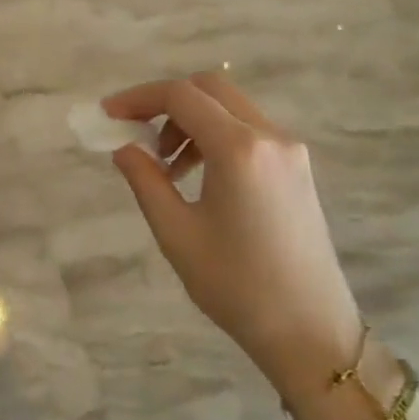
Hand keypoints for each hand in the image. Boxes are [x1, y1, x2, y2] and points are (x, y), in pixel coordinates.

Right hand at [103, 74, 365, 415]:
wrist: (310, 331)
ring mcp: (290, 150)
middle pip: (209, 89)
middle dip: (165, 103)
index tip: (108, 115)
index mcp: (239, 149)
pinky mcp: (298, 167)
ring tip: (166, 167)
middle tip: (136, 134)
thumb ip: (145, 179)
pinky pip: (248, 130)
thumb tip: (123, 146)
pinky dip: (215, 136)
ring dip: (190, 121)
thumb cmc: (237, 286)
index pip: (181, 96)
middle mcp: (270, 136)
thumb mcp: (176, 233)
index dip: (138, 98)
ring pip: (230, 107)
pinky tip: (198, 175)